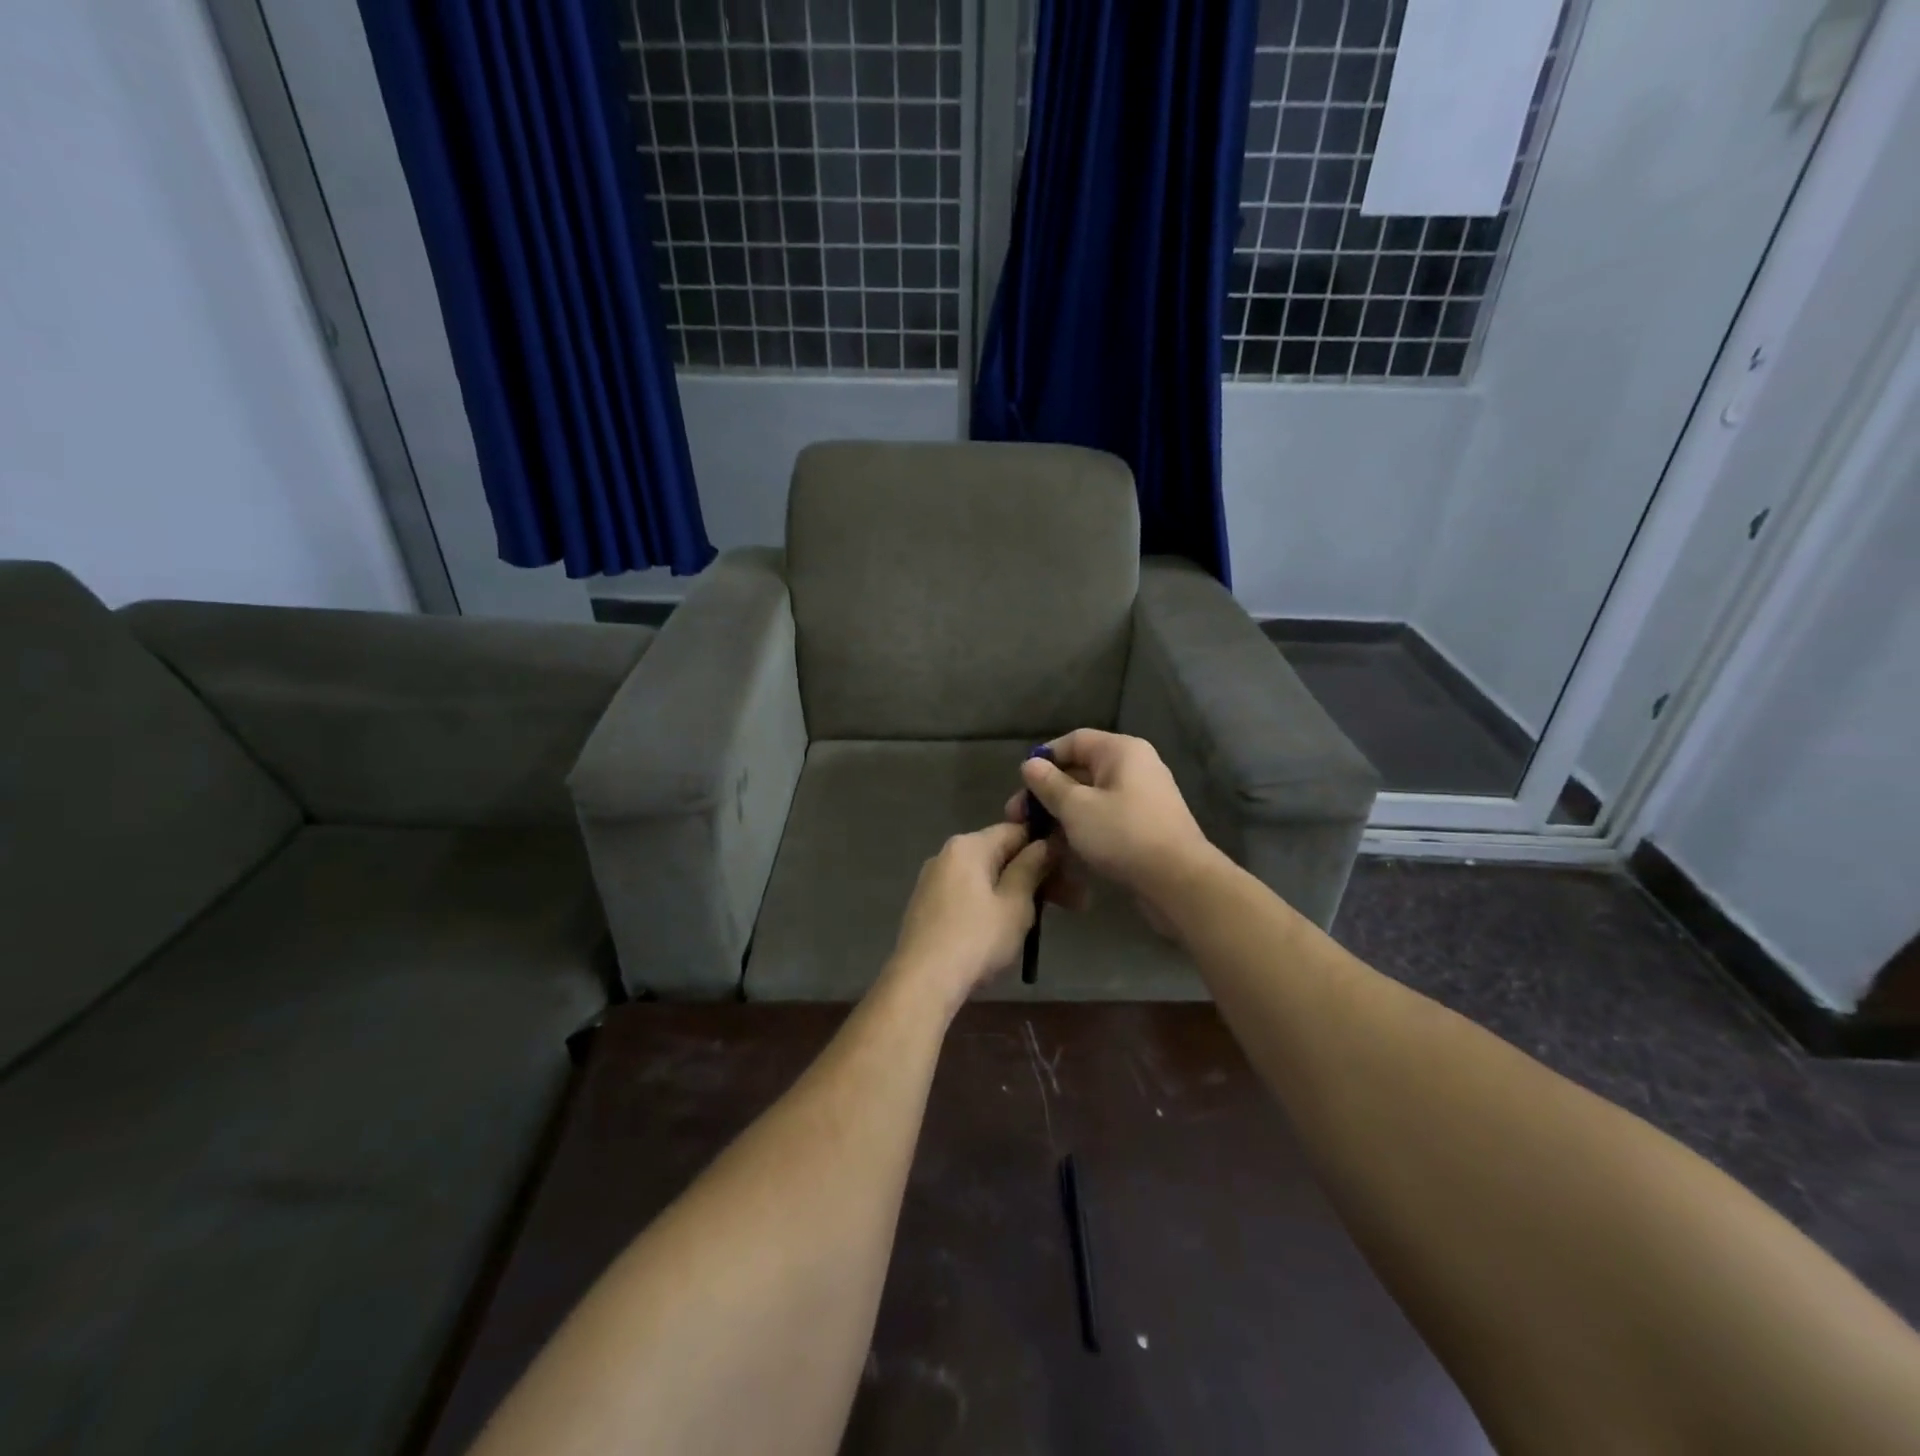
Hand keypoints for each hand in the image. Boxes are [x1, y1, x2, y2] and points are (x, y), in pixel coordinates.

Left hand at [886, 822, 1052, 1009]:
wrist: (922, 982)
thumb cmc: (976, 939)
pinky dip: (987, 905)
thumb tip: (1044, 843)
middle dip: (1031, 875)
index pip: (1015, 830)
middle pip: (998, 854)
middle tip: (1063, 903)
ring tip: (1035, 922)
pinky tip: (1000, 931)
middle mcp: (946, 855)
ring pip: (983, 877)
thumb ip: (1031, 868)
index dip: (1044, 847)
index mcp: (968, 846)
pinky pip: (966, 895)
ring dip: (1011, 892)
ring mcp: (932, 881)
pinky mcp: (926, 906)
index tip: (1066, 872)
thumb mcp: (1015, 904)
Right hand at [1005, 730, 1213, 913]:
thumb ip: (1049, 784)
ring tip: (1034, 838)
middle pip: (1080, 771)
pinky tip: (1060, 852)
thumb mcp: (1076, 807)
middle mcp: (1134, 768)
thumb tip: (1030, 764)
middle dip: (1046, 793)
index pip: (1074, 741)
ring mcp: (1140, 799)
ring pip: (1090, 799)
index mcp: (1121, 751)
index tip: (1021, 784)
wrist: (1179, 882)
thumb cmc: (1123, 834)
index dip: (1044, 758)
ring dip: (1060, 816)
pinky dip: (1081, 830)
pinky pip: (1104, 820)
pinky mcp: (1142, 828)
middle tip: (1018, 818)